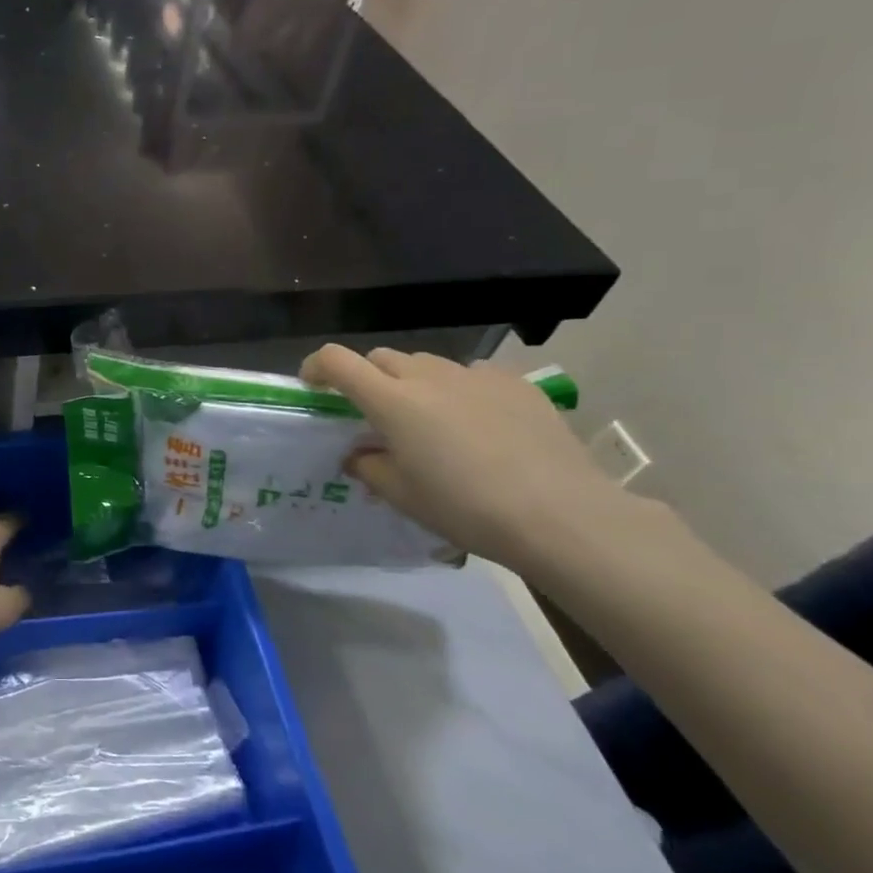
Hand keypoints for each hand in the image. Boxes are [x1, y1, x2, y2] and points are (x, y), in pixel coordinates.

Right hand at [300, 346, 638, 573]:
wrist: (560, 514)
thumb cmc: (465, 508)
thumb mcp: (403, 496)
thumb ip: (369, 466)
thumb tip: (358, 453)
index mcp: (392, 401)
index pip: (337, 360)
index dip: (316, 366)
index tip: (313, 385)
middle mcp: (428, 376)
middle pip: (381, 358)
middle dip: (368, 378)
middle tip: (375, 415)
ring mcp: (475, 375)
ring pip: (426, 364)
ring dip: (413, 383)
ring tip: (430, 421)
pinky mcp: (515, 382)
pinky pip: (471, 375)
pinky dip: (459, 391)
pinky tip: (478, 425)